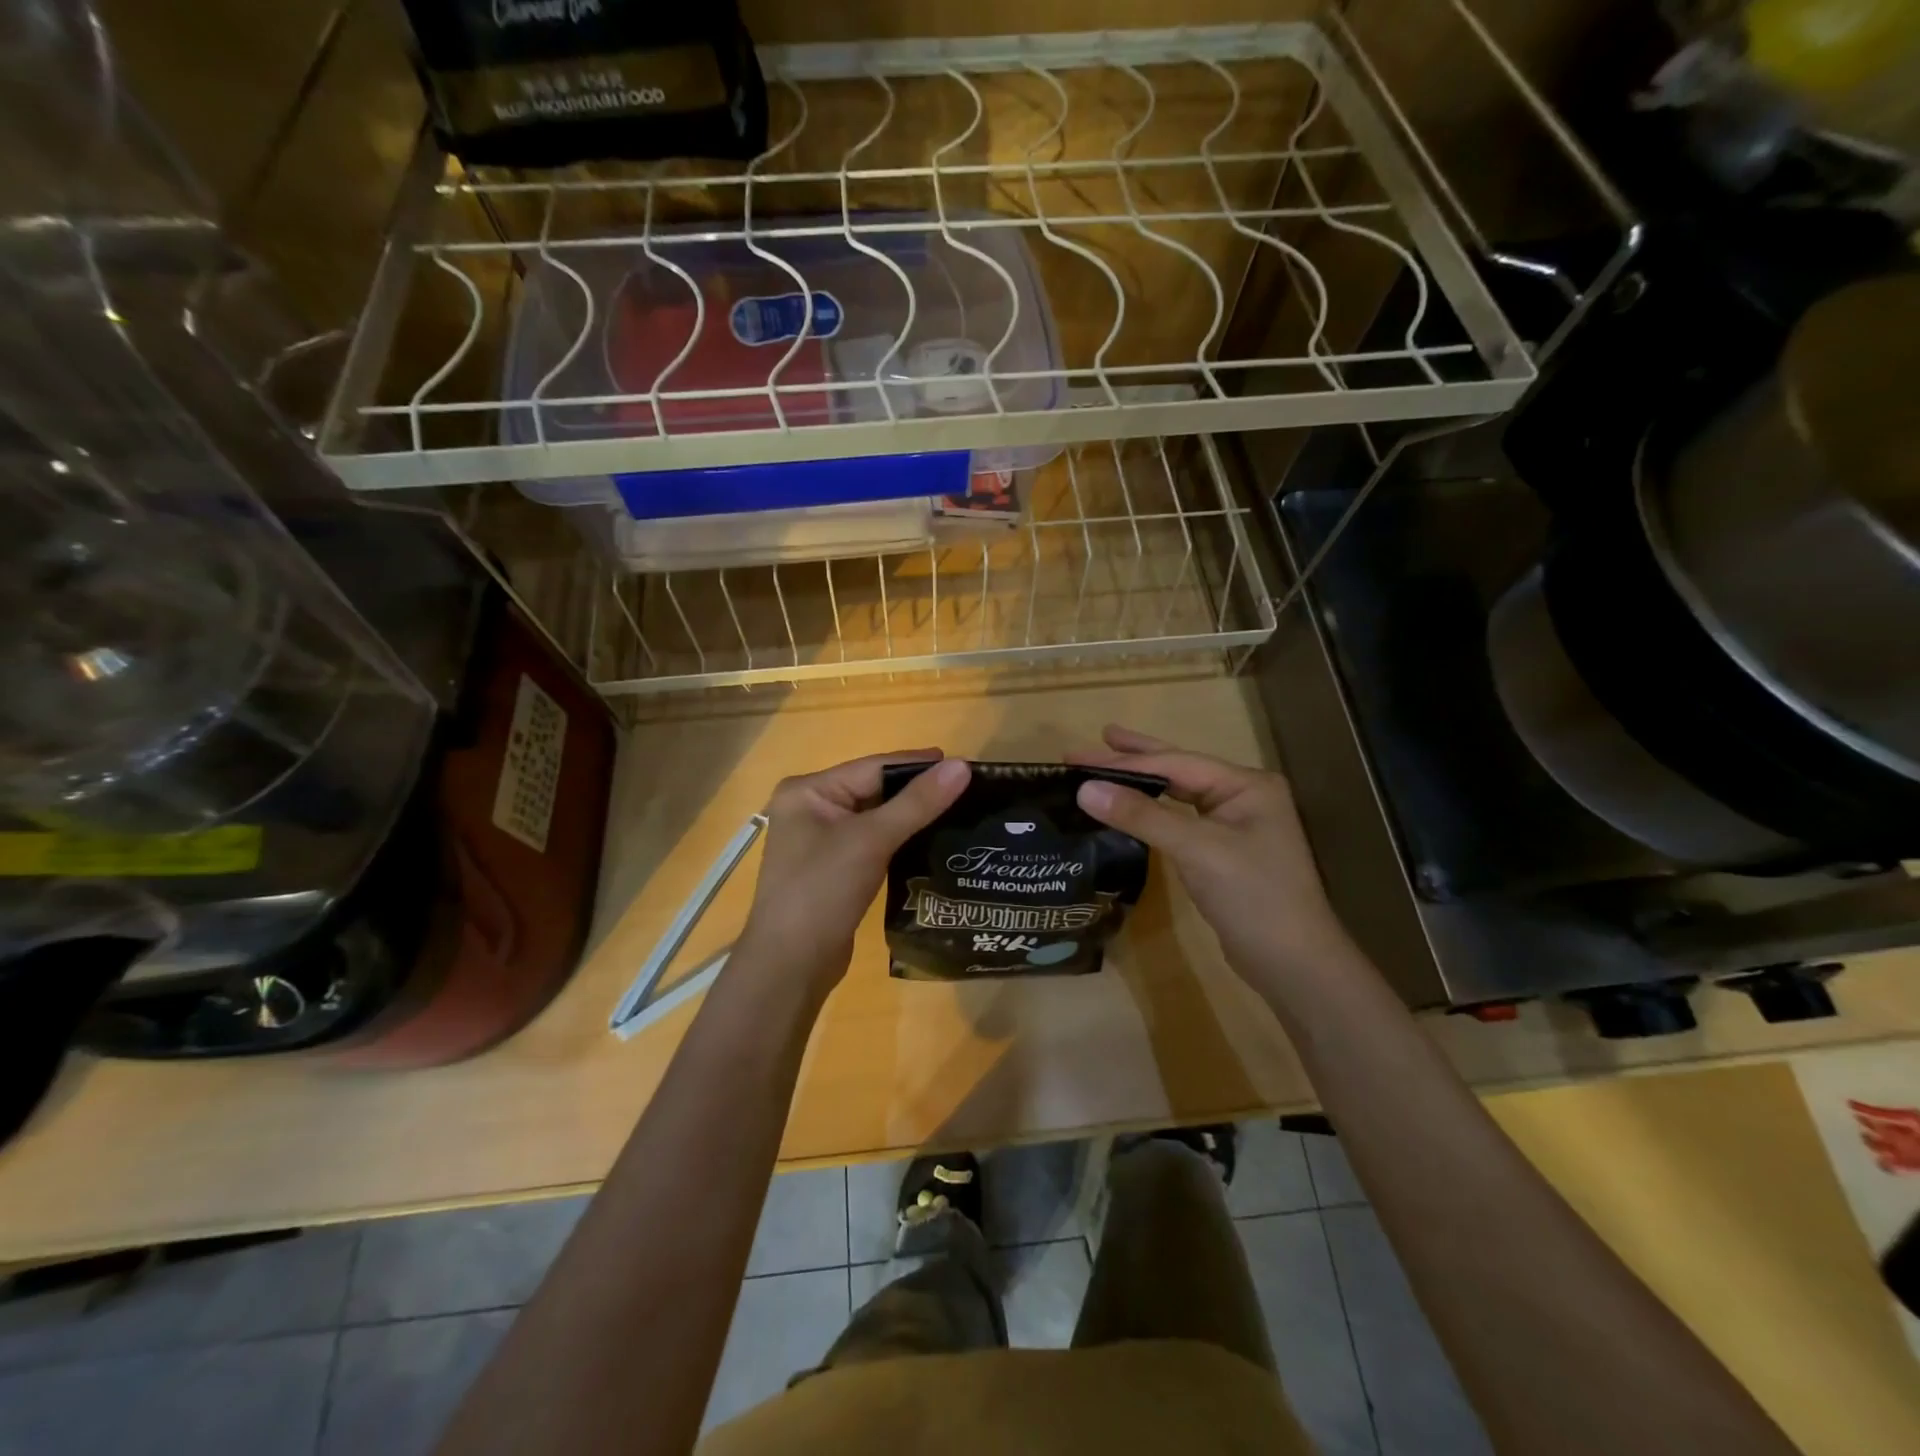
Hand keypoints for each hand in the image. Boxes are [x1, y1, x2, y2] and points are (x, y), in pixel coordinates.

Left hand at [736, 750, 970, 994]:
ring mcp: (821, 841)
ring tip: (960, 815)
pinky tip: (933, 844)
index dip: (919, 765)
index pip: (873, 767)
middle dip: (918, 792)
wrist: (790, 966)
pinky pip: (874, 843)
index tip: (964, 765)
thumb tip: (962, 766)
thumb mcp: (871, 840)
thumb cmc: (822, 890)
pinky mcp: (835, 869)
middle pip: (875, 790)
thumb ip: (917, 802)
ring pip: (877, 818)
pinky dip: (901, 841)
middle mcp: (811, 808)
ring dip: (913, 818)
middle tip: (968, 793)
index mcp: (808, 791)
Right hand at [1070, 725, 1355, 992]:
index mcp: (1246, 785)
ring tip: (1106, 766)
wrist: (1294, 965)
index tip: (1076, 757)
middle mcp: (1242, 797)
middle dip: (1135, 757)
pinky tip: (1131, 810)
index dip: (1124, 759)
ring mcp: (1234, 826)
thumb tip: (1085, 789)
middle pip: (1179, 770)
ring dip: (1141, 783)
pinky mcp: (1222, 854)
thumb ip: (1142, 816)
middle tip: (1093, 743)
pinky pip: (1179, 822)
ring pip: (1178, 795)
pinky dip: (1151, 813)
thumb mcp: (1197, 850)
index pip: (1175, 763)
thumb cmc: (1253, 897)